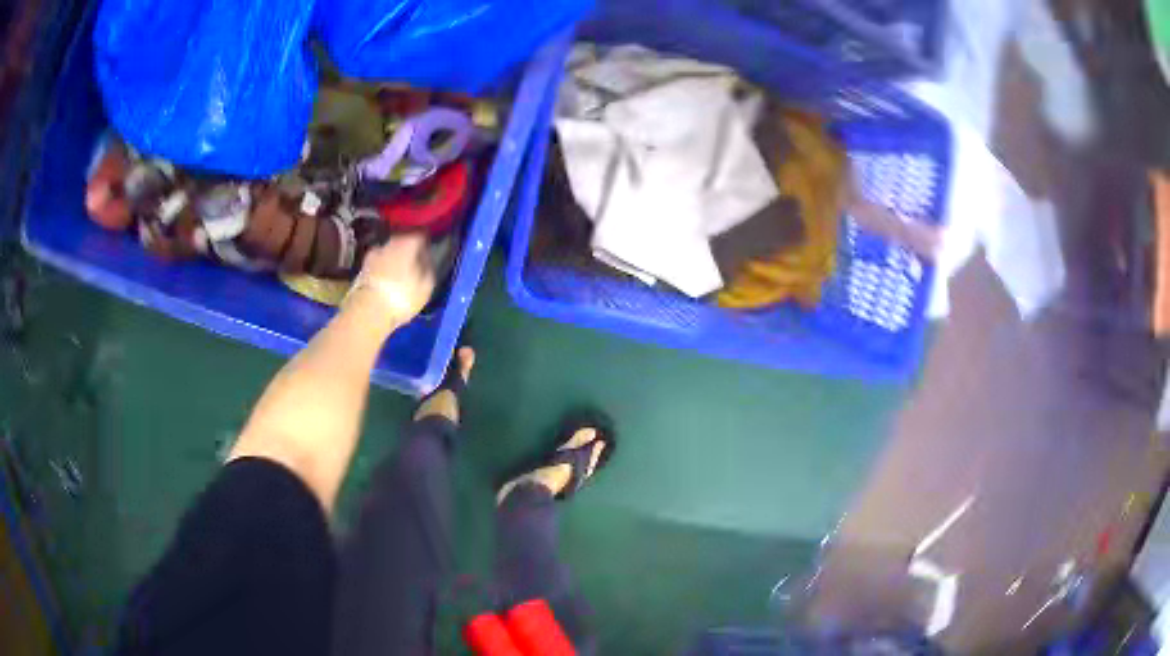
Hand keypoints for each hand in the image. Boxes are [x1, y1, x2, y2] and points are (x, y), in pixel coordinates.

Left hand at [348, 232, 435, 329]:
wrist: (367, 311)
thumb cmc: (402, 296)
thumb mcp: (426, 285)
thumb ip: (428, 267)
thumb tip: (426, 257)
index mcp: (407, 242)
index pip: (421, 232)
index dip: (426, 239)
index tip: (429, 247)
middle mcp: (389, 242)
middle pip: (402, 239)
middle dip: (409, 248)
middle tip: (415, 260)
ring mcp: (373, 253)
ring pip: (389, 251)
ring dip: (394, 258)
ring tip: (400, 272)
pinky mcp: (362, 267)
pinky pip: (379, 263)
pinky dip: (384, 267)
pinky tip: (387, 280)